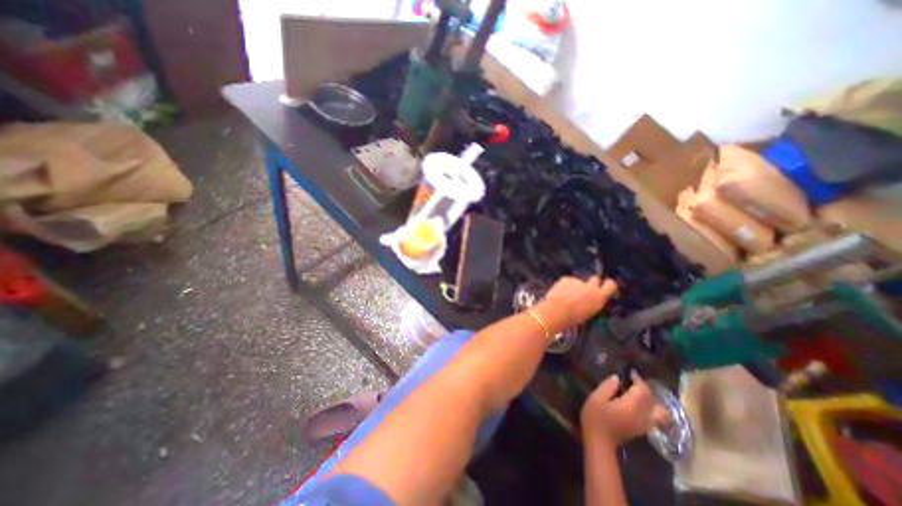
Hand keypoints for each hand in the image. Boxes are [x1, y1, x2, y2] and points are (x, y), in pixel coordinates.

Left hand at [535, 275, 620, 334]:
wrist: (556, 312)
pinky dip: (565, 286)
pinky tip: (559, 293)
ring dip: (575, 287)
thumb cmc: (573, 318)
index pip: (610, 285)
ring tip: (567, 296)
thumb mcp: (590, 313)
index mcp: (600, 297)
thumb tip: (592, 301)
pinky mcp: (566, 278)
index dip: (607, 285)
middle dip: (591, 283)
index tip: (604, 288)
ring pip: (579, 282)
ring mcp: (578, 281)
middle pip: (595, 279)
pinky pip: (568, 281)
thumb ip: (593, 304)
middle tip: (584, 291)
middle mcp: (591, 286)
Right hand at [581, 373, 664, 444]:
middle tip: (632, 380)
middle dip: (645, 387)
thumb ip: (608, 386)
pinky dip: (651, 407)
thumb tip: (617, 378)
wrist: (599, 441)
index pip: (643, 390)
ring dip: (651, 399)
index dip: (638, 379)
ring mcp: (645, 424)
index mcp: (631, 406)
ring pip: (660, 411)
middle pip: (653, 399)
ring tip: (638, 392)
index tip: (629, 372)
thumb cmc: (595, 417)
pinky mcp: (643, 429)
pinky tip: (637, 403)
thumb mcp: (596, 398)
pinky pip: (654, 416)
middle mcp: (643, 415)